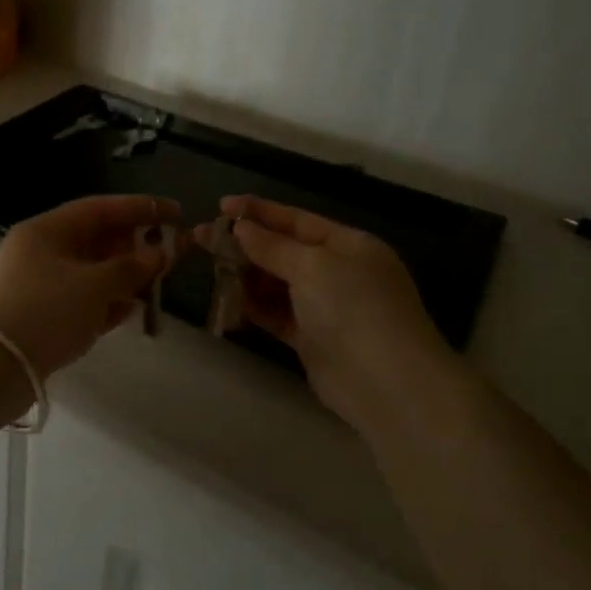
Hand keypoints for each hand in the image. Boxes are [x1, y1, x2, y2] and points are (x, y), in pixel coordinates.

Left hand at [0, 195, 177, 381]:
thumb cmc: (45, 311)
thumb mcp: (94, 286)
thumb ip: (131, 268)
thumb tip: (158, 254)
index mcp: (47, 230)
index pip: (100, 208)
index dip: (141, 208)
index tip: (176, 214)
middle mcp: (39, 251)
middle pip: (94, 239)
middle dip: (132, 246)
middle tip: (168, 256)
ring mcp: (36, 285)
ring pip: (88, 272)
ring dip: (122, 277)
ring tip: (154, 285)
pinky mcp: (37, 316)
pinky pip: (79, 300)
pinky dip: (104, 302)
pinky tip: (130, 311)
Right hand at [197, 196, 458, 429]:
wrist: (387, 384)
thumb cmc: (354, 308)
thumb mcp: (313, 266)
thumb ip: (273, 247)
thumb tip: (241, 228)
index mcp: (349, 245)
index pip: (297, 221)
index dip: (259, 212)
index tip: (221, 205)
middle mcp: (339, 272)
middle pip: (284, 251)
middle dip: (245, 244)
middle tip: (202, 237)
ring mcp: (325, 307)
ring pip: (276, 283)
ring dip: (245, 274)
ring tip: (209, 266)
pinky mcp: (312, 339)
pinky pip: (276, 314)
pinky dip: (253, 306)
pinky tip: (226, 298)